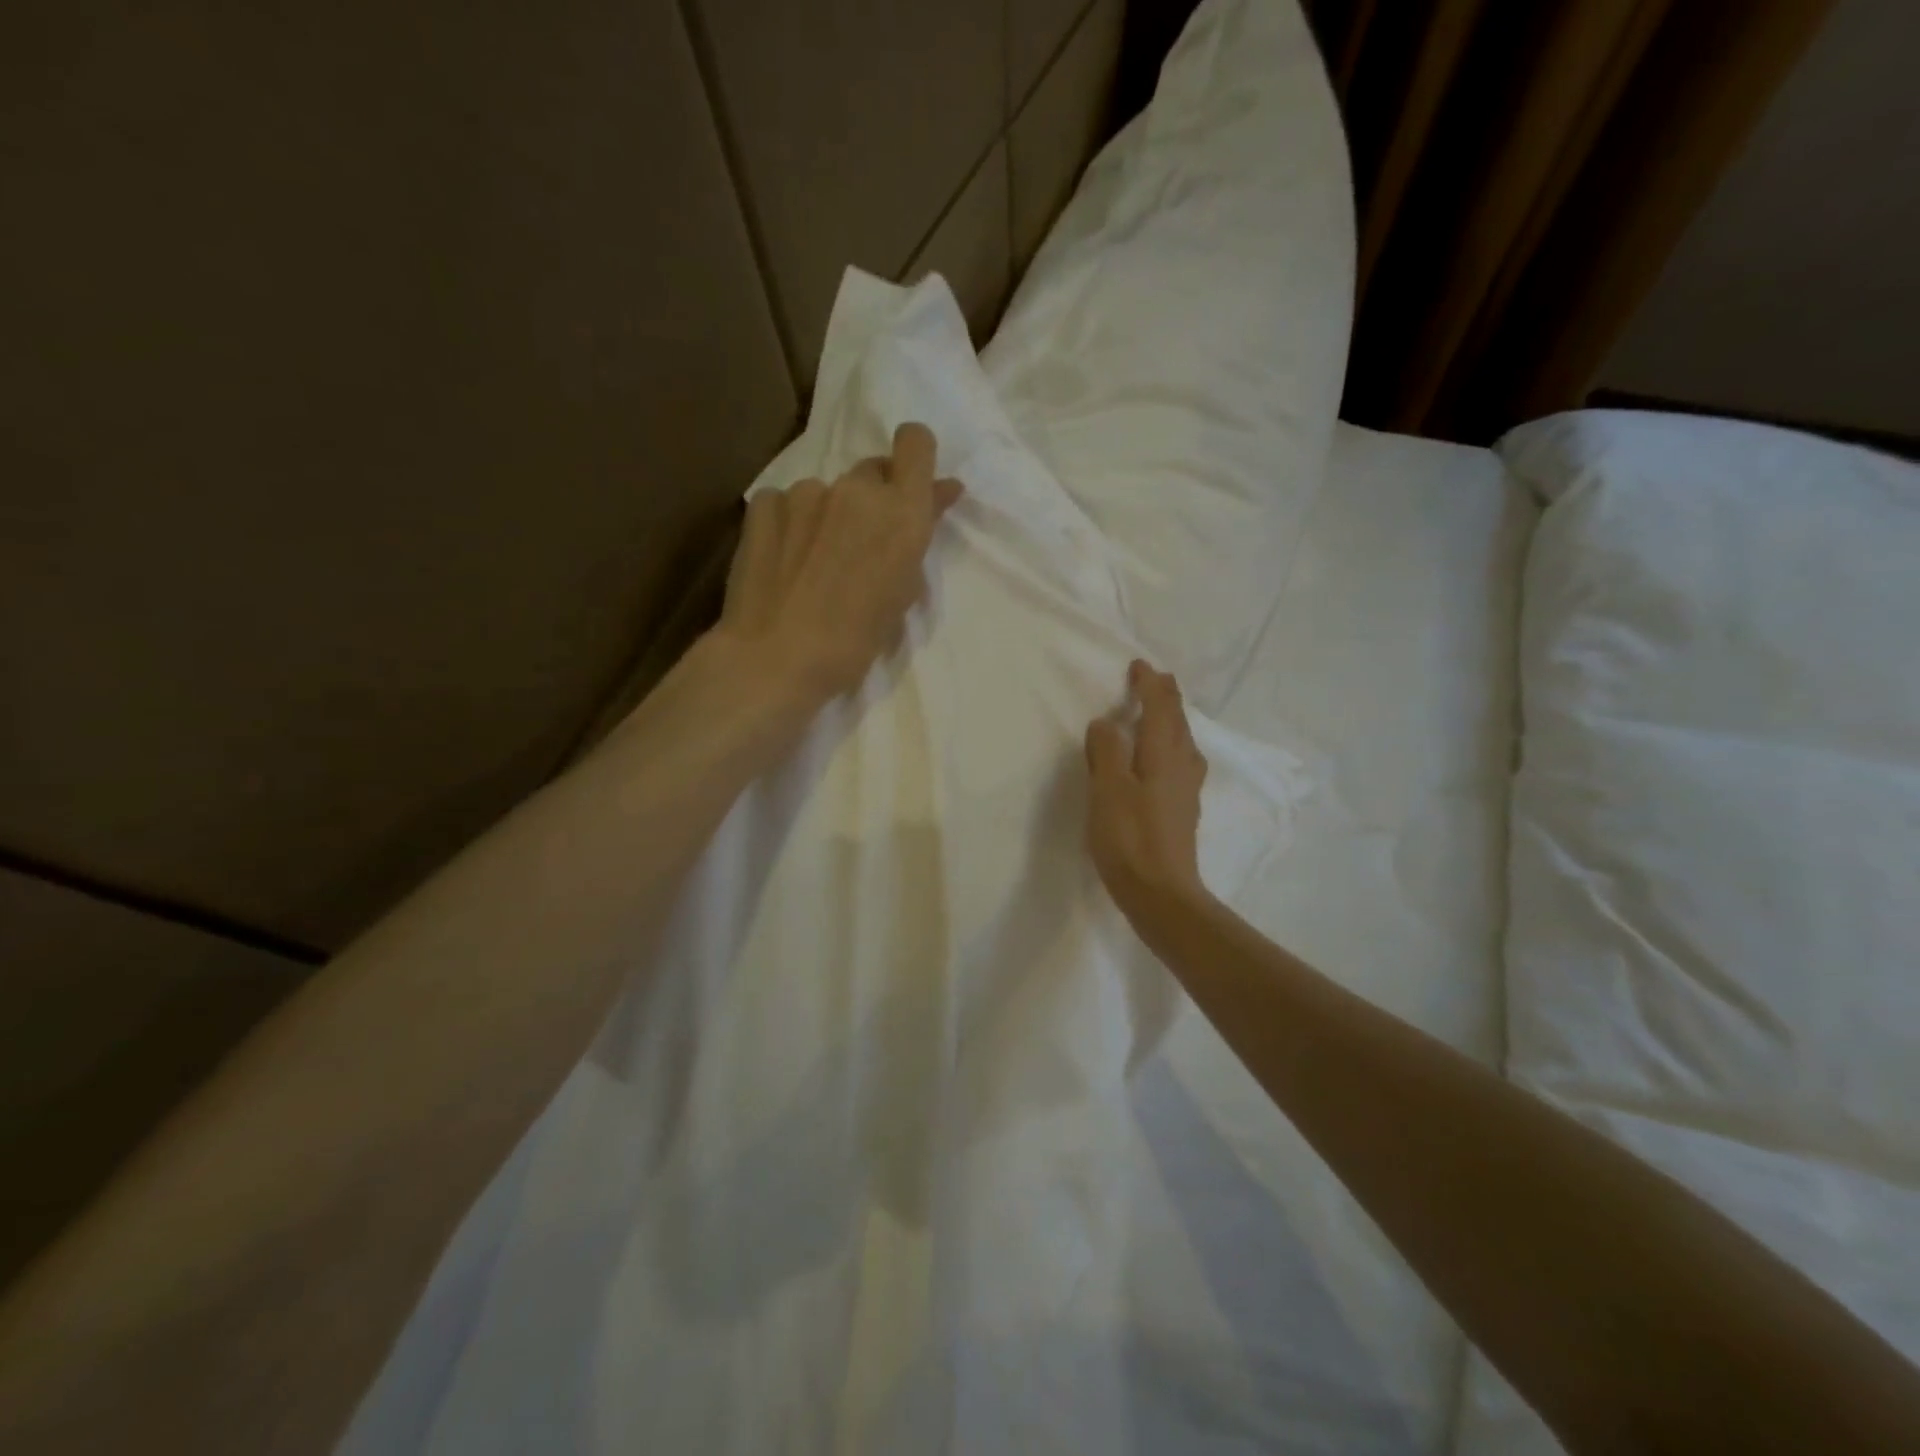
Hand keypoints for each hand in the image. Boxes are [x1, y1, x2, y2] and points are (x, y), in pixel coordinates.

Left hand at [714, 422, 963, 705]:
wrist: (776, 658)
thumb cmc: (855, 641)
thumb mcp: (902, 594)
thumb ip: (917, 538)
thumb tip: (936, 497)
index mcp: (902, 512)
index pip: (916, 442)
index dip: (915, 458)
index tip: (909, 487)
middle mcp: (856, 489)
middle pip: (872, 471)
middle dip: (872, 500)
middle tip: (860, 545)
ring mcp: (806, 492)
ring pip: (827, 492)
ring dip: (828, 516)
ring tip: (813, 564)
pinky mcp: (764, 504)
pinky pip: (786, 502)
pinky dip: (790, 524)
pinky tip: (783, 560)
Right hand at [1085, 660, 1209, 917]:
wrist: (1162, 895)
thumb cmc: (1130, 840)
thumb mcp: (1108, 790)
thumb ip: (1107, 751)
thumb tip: (1108, 723)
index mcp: (1164, 754)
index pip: (1161, 707)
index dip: (1149, 684)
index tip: (1137, 666)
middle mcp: (1182, 765)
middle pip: (1178, 721)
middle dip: (1165, 697)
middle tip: (1152, 680)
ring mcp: (1186, 789)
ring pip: (1182, 741)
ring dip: (1170, 720)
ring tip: (1156, 712)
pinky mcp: (1182, 810)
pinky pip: (1179, 760)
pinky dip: (1169, 744)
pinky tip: (1160, 759)